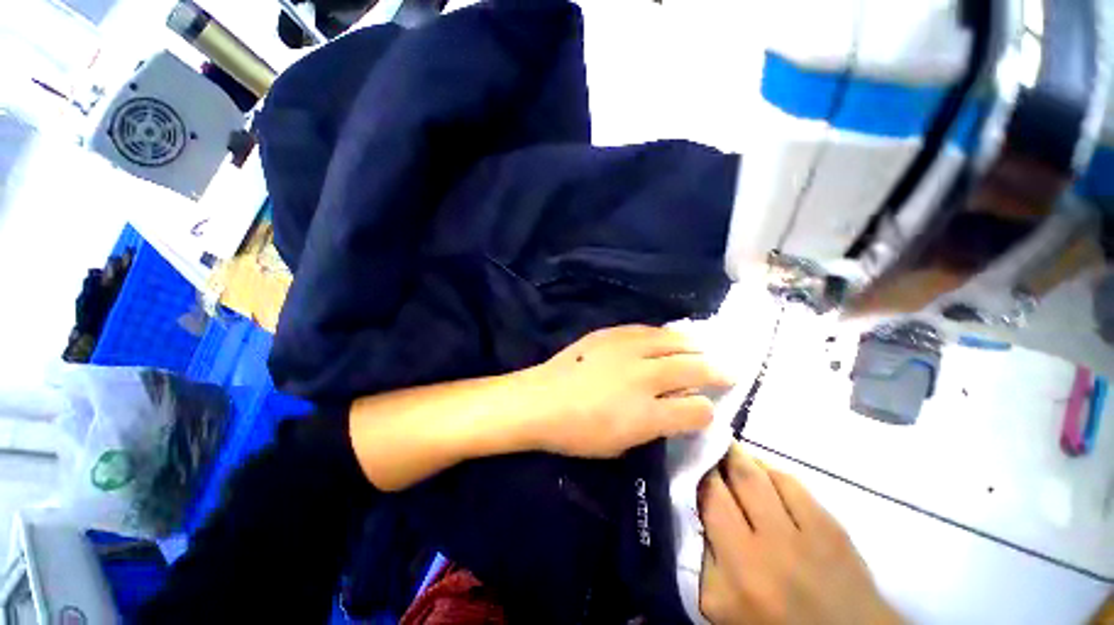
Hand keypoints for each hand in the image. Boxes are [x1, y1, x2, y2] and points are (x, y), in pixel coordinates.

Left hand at [517, 325, 732, 457]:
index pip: (695, 410)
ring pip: (673, 341)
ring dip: (694, 346)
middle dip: (716, 370)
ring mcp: (627, 350)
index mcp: (648, 413)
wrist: (542, 400)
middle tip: (729, 370)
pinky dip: (663, 334)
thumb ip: (654, 426)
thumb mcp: (621, 444)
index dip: (706, 410)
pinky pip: (646, 329)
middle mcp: (644, 376)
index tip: (709, 408)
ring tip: (704, 348)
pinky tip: (667, 337)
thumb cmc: (578, 433)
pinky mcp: (610, 334)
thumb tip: (677, 411)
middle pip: (693, 368)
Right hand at [699, 444, 900, 624]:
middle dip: (716, 456)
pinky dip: (770, 471)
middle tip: (703, 444)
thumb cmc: (771, 624)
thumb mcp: (722, 605)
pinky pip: (793, 483)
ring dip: (740, 458)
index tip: (686, 458)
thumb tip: (690, 507)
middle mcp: (771, 546)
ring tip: (727, 451)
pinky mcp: (833, 528)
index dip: (695, 471)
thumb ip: (702, 558)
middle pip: (736, 478)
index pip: (709, 499)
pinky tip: (762, 474)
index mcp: (740, 570)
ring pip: (763, 474)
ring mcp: (807, 534)